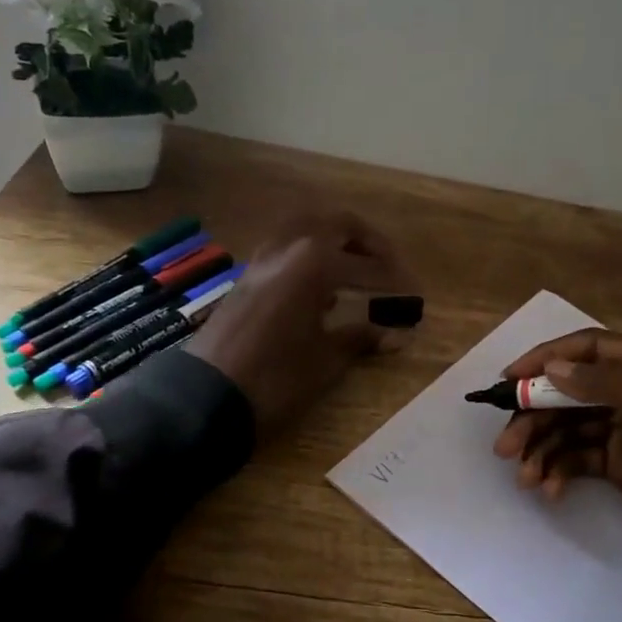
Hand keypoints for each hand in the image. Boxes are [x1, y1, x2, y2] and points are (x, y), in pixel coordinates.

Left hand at [186, 211, 413, 435]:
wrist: (206, 397)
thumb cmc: (275, 379)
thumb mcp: (325, 361)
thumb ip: (360, 338)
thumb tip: (396, 335)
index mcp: (313, 263)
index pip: (366, 265)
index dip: (395, 280)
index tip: (415, 294)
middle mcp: (288, 248)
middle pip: (337, 224)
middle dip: (368, 242)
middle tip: (389, 265)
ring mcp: (262, 259)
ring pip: (306, 228)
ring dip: (335, 240)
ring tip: (357, 267)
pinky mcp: (247, 276)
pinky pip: (286, 248)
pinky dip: (310, 253)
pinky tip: (321, 285)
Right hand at [492, 328, 621, 621]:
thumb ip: (610, 385)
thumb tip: (553, 368)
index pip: (591, 348)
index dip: (547, 359)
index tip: (509, 378)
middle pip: (572, 390)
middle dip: (536, 416)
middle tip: (504, 446)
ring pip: (569, 426)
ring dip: (541, 448)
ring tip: (524, 478)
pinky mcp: (620, 464)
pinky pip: (577, 455)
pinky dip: (558, 469)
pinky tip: (550, 489)